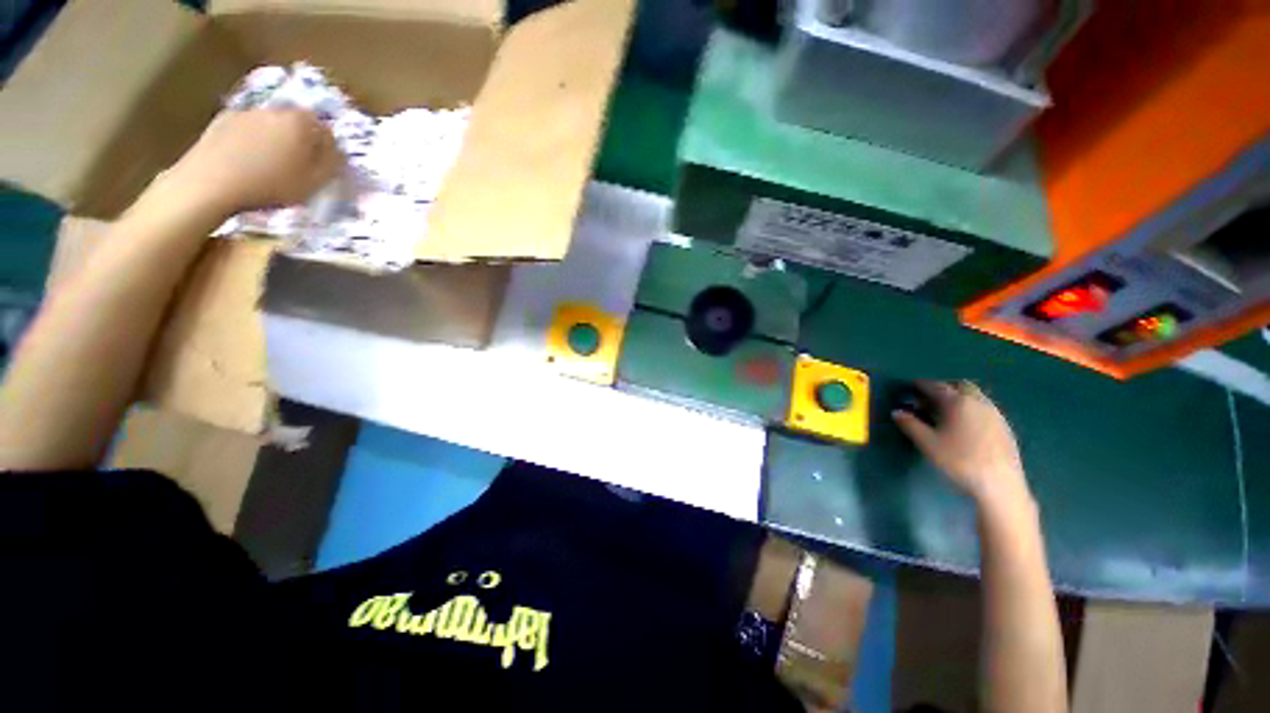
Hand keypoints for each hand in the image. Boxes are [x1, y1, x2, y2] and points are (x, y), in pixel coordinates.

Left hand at [166, 108, 341, 214]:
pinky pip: (246, 128)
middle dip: (300, 139)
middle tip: (296, 164)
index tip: (321, 165)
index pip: (325, 129)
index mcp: (301, 123)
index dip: (326, 148)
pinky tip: (246, 160)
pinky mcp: (222, 120)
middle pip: (296, 123)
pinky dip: (250, 140)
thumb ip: (331, 164)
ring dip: (274, 139)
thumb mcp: (314, 182)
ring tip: (268, 163)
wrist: (211, 182)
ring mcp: (246, 112)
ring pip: (270, 124)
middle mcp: (275, 110)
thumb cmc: (270, 184)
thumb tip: (338, 151)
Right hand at [892, 381, 1031, 512]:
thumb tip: (897, 412)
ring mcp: (995, 414)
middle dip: (944, 388)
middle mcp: (978, 402)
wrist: (1000, 486)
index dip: (920, 385)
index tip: (910, 388)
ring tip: (945, 413)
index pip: (935, 386)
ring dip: (959, 397)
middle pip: (960, 385)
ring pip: (975, 396)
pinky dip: (971, 409)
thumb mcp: (927, 443)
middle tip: (929, 399)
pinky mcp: (1004, 427)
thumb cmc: (959, 461)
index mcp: (957, 402)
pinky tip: (964, 426)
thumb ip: (910, 425)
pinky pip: (984, 408)